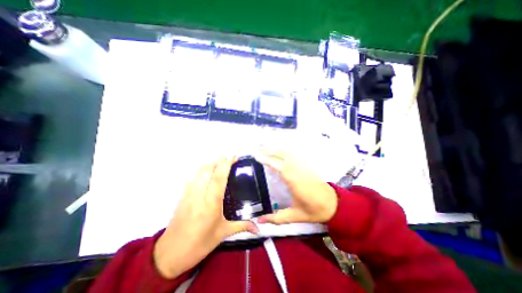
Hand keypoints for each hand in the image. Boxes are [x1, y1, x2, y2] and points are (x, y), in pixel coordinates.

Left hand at [153, 158, 258, 278]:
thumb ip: (242, 226)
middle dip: (219, 160)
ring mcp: (189, 194)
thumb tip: (258, 228)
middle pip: (207, 169)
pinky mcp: (182, 196)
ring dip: (210, 164)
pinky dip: (202, 170)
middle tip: (229, 159)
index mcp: (211, 203)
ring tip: (220, 163)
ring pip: (199, 171)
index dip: (226, 164)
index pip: (219, 177)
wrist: (170, 254)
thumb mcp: (223, 234)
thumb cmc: (199, 244)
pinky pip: (193, 177)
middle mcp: (199, 195)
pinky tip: (208, 173)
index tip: (234, 157)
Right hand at [257, 150, 338, 224]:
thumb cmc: (314, 211)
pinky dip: (284, 151)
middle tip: (258, 150)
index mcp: (294, 182)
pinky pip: (294, 155)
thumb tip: (259, 220)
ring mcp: (303, 167)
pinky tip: (279, 152)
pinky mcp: (306, 166)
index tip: (257, 156)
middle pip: (283, 156)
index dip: (268, 160)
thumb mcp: (295, 216)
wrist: (334, 204)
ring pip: (289, 153)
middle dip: (270, 151)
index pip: (279, 166)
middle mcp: (298, 171)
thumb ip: (276, 218)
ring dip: (277, 149)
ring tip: (265, 148)